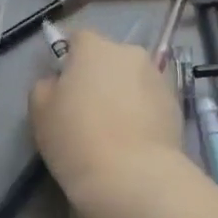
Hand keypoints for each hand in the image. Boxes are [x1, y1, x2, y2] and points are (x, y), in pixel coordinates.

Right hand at [29, 29, 184, 217]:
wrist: (133, 178)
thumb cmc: (77, 138)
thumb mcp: (40, 111)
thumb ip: (46, 86)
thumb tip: (58, 83)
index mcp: (95, 47)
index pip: (78, 39)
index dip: (69, 61)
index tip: (64, 88)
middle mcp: (130, 53)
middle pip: (109, 58)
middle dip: (100, 77)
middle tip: (88, 110)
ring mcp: (158, 78)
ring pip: (132, 80)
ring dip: (123, 94)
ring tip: (114, 130)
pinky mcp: (177, 106)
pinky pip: (151, 102)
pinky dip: (142, 113)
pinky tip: (133, 141)